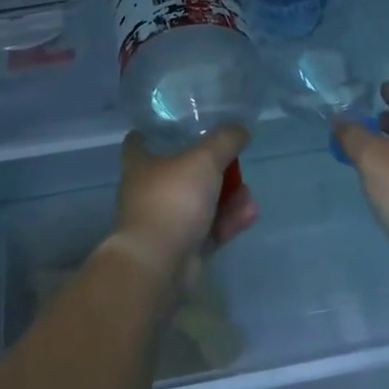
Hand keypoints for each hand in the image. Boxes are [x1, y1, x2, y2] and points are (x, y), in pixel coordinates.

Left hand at [111, 126, 257, 286]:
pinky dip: (228, 220)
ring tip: (248, 195)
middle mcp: (148, 191)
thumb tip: (240, 128)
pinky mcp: (182, 247)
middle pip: (180, 172)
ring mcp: (165, 221)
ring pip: (200, 202)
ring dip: (227, 197)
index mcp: (141, 164)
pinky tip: (249, 214)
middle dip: (211, 168)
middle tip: (233, 163)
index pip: (139, 141)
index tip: (177, 124)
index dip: (156, 131)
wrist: (159, 264)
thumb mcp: (204, 160)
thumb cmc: (172, 200)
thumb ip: (225, 140)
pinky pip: (209, 228)